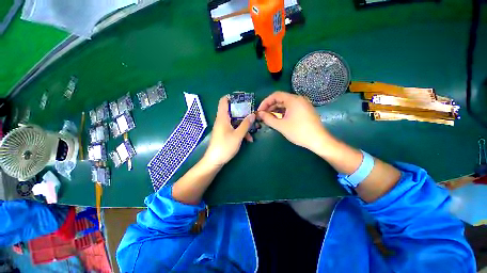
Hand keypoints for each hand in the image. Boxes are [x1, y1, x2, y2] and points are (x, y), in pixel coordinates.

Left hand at [203, 96, 255, 166]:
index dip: (232, 97)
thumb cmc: (225, 146)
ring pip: (234, 120)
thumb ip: (246, 124)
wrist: (214, 161)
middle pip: (232, 110)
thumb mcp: (238, 135)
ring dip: (244, 124)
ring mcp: (223, 127)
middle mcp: (222, 120)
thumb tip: (253, 114)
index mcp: (222, 117)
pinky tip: (248, 138)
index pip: (224, 100)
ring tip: (253, 129)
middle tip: (252, 114)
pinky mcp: (224, 133)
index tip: (243, 98)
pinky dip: (241, 130)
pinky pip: (233, 128)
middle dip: (243, 112)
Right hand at [257, 91, 330, 153]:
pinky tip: (278, 119)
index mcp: (293, 100)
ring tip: (269, 118)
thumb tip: (260, 114)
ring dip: (276, 110)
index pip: (275, 95)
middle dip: (270, 107)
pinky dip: (283, 112)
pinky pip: (291, 108)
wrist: (318, 140)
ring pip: (285, 104)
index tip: (260, 111)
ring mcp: (303, 105)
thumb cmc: (298, 132)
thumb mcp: (281, 126)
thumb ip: (268, 119)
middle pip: (280, 99)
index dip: (265, 102)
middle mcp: (298, 99)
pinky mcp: (305, 110)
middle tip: (263, 115)